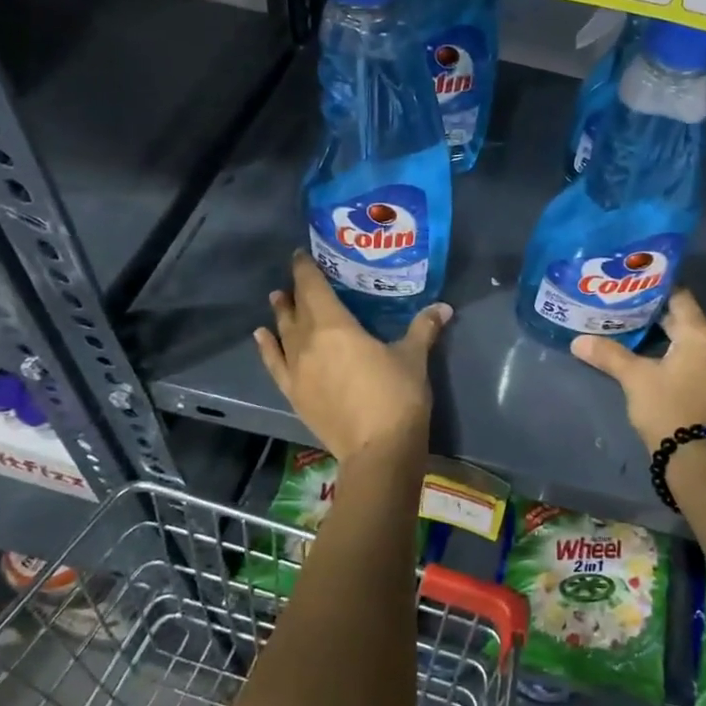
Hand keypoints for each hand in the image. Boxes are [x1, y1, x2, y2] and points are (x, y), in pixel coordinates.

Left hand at [254, 253, 451, 460]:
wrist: (377, 451)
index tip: (302, 254)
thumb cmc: (397, 396)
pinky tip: (262, 337)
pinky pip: (274, 364)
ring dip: (280, 314)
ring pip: (283, 333)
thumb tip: (443, 307)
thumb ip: (424, 328)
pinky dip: (266, 348)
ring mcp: (297, 370)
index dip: (305, 268)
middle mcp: (308, 342)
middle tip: (298, 276)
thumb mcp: (414, 357)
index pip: (313, 287)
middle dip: (296, 289)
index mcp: (335, 326)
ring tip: (277, 299)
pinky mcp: (294, 394)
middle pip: (296, 308)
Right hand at [570, 290, 705, 447]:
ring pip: (688, 340)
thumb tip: (578, 341)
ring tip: (630, 331)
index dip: (654, 289)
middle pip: (683, 318)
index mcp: (700, 334)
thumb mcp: (635, 378)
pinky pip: (693, 358)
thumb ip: (608, 355)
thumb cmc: (669, 408)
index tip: (629, 285)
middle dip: (653, 314)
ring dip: (663, 335)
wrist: (698, 459)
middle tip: (622, 307)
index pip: (679, 296)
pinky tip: (650, 358)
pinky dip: (673, 353)